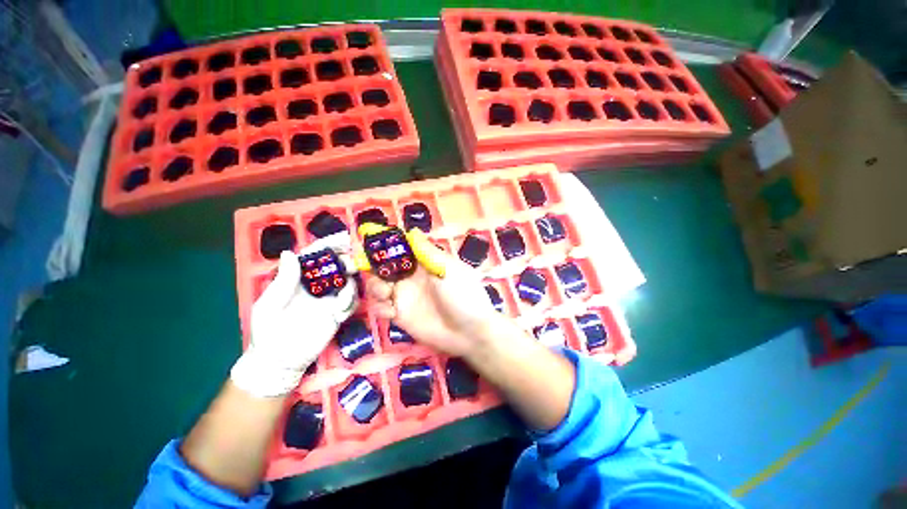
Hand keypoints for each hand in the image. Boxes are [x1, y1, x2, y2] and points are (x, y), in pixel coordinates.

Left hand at [231, 232, 356, 396]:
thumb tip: (289, 253)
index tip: (343, 238)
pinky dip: (351, 299)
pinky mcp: (339, 314)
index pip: (315, 257)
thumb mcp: (268, 304)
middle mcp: (318, 286)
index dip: (329, 245)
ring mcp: (330, 300)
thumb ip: (283, 280)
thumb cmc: (268, 330)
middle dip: (347, 259)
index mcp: (299, 279)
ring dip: (352, 279)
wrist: (279, 360)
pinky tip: (343, 304)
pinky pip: (351, 302)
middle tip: (355, 257)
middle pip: (336, 266)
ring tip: (349, 281)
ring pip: (348, 282)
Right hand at [366, 238, 504, 356]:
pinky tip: (392, 311)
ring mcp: (405, 296)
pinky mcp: (400, 316)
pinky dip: (380, 307)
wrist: (469, 333)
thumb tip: (411, 230)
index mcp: (424, 263)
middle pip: (384, 267)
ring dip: (375, 286)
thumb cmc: (463, 295)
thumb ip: (428, 251)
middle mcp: (411, 277)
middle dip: (375, 266)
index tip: (372, 241)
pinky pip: (381, 307)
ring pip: (378, 286)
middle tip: (373, 270)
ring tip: (386, 293)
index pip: (401, 249)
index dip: (386, 245)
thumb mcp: (449, 269)